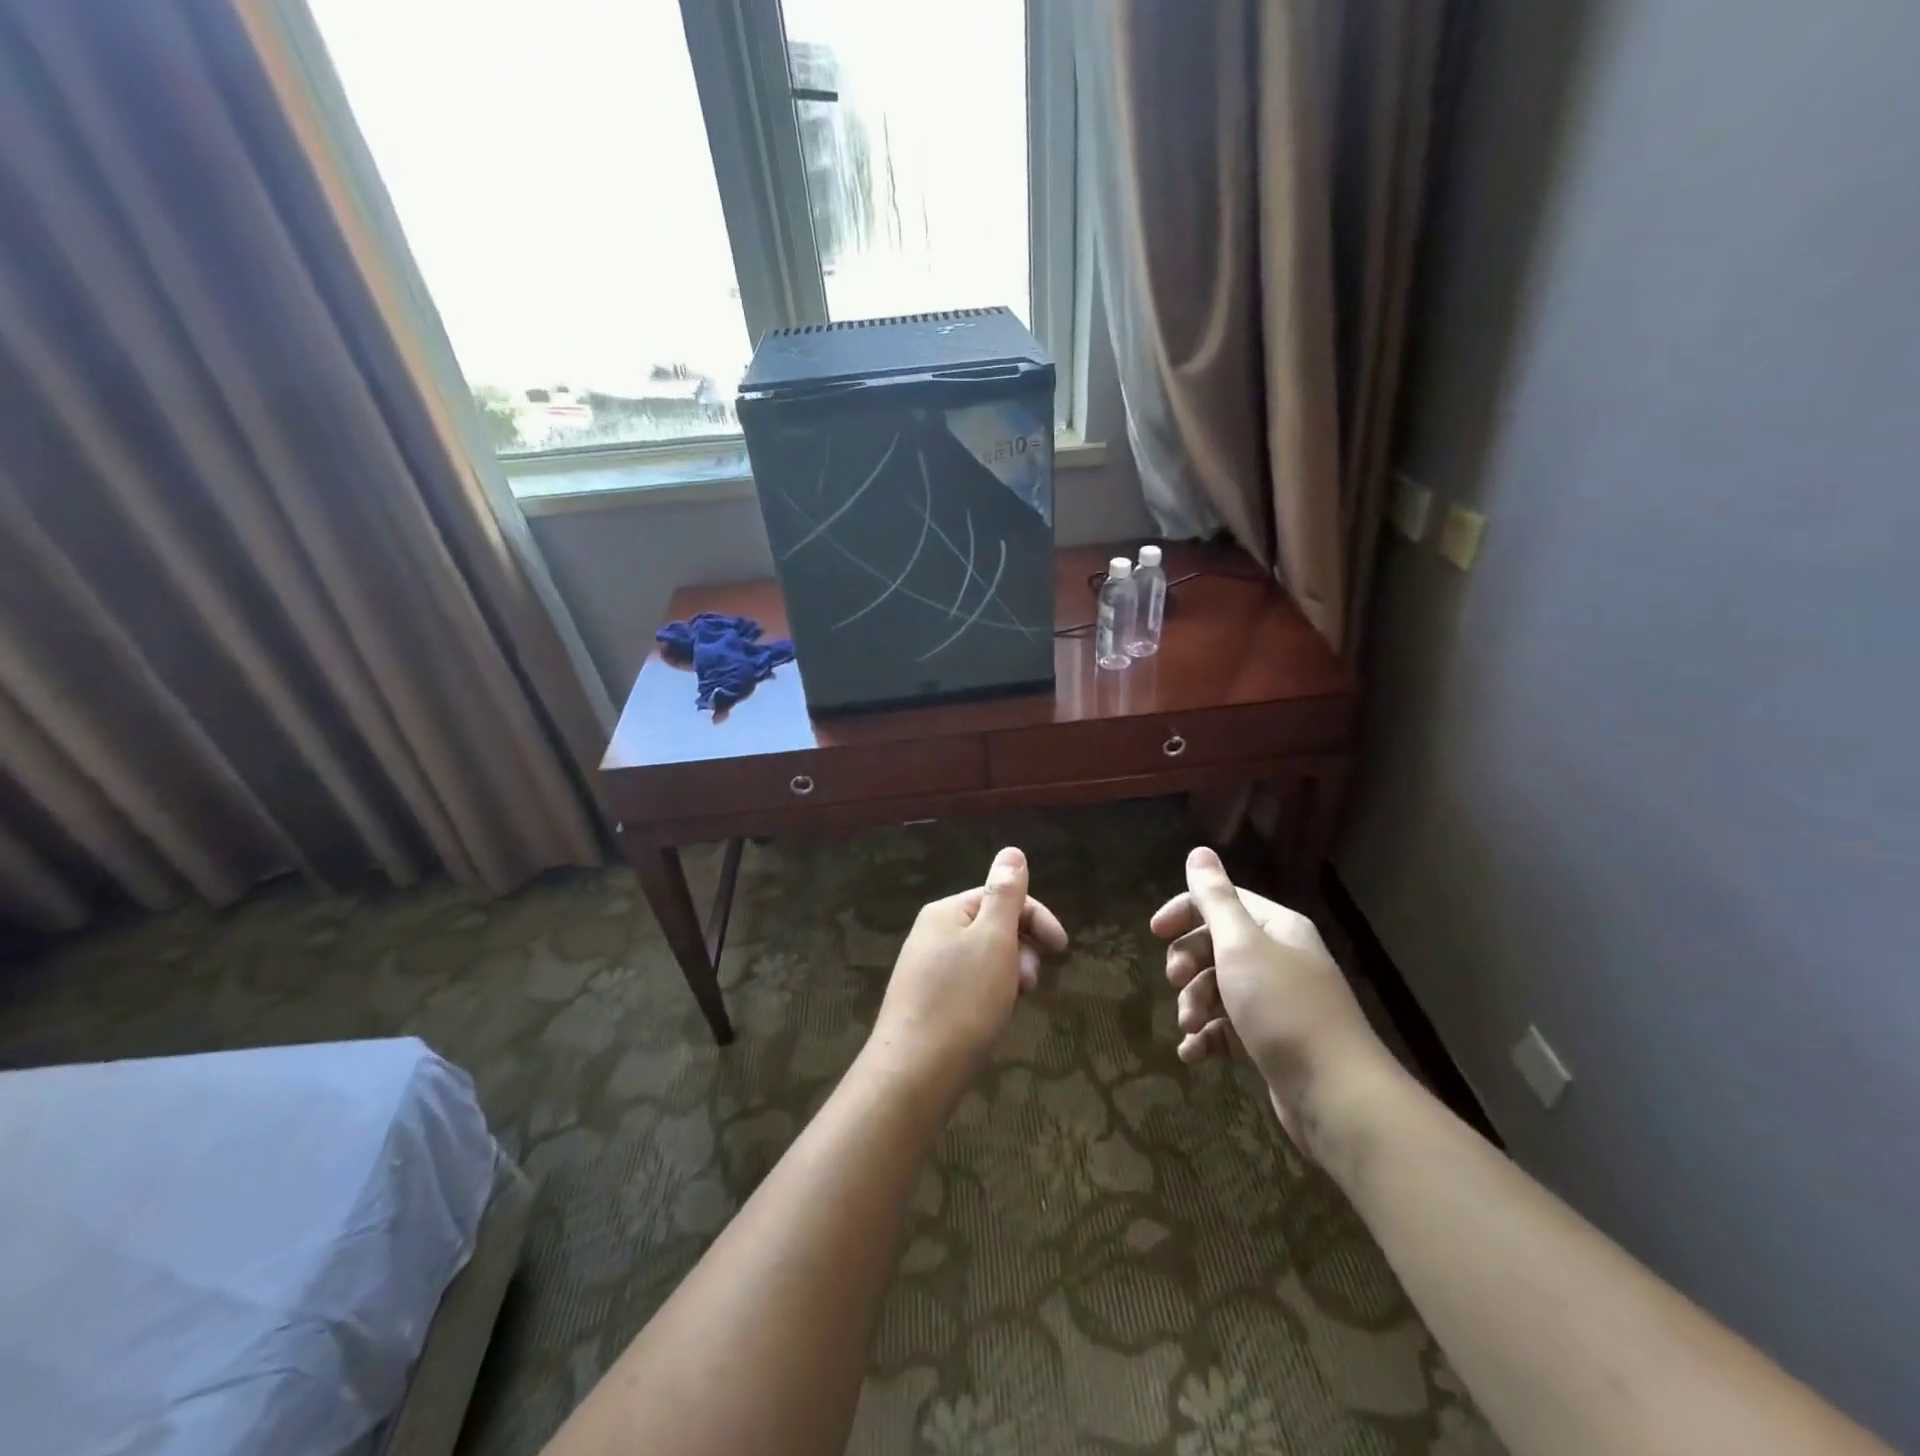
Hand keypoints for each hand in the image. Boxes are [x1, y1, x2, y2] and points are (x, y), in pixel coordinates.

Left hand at [871, 847, 1067, 1092]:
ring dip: (1009, 974)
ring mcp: (927, 968)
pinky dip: (991, 994)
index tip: (1062, 949)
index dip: (1037, 918)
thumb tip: (1012, 850)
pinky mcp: (928, 1002)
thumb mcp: (993, 940)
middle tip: (1030, 984)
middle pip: (993, 927)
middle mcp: (933, 933)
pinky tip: (993, 1017)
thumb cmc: (962, 1001)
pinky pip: (970, 985)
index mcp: (946, 911)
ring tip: (1012, 1003)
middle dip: (1022, 949)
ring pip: (985, 959)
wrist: (915, 1072)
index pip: (1002, 897)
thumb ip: (1005, 894)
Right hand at [1151, 846, 1392, 1151]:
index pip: (1222, 902)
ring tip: (1190, 1027)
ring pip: (1217, 988)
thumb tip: (1199, 851)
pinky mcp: (1270, 1041)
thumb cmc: (1283, 1008)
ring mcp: (1275, 1002)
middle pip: (1216, 945)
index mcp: (1275, 928)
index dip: (1185, 911)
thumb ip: (1215, 899)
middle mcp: (1278, 958)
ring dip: (1195, 1004)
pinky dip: (1207, 1038)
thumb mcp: (1241, 946)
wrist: (1336, 1095)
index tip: (1155, 933)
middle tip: (1175, 983)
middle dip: (1188, 964)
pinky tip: (1192, 1054)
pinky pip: (1227, 1028)